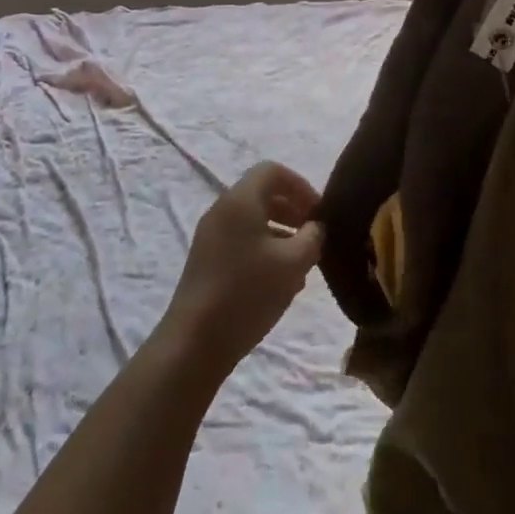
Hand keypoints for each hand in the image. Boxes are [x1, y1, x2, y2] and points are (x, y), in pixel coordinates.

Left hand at [158, 162, 324, 376]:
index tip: (319, 212)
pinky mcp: (207, 261)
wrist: (194, 342)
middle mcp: (222, 210)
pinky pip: (241, 240)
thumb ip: (312, 237)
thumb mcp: (293, 263)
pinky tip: (281, 280)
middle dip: (293, 209)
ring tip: (303, 261)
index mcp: (240, 200)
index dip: (301, 185)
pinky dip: (265, 248)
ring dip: (281, 232)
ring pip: (253, 220)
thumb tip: (315, 227)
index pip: (273, 171)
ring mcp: (210, 236)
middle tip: (314, 235)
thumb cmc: (248, 292)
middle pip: (262, 194)